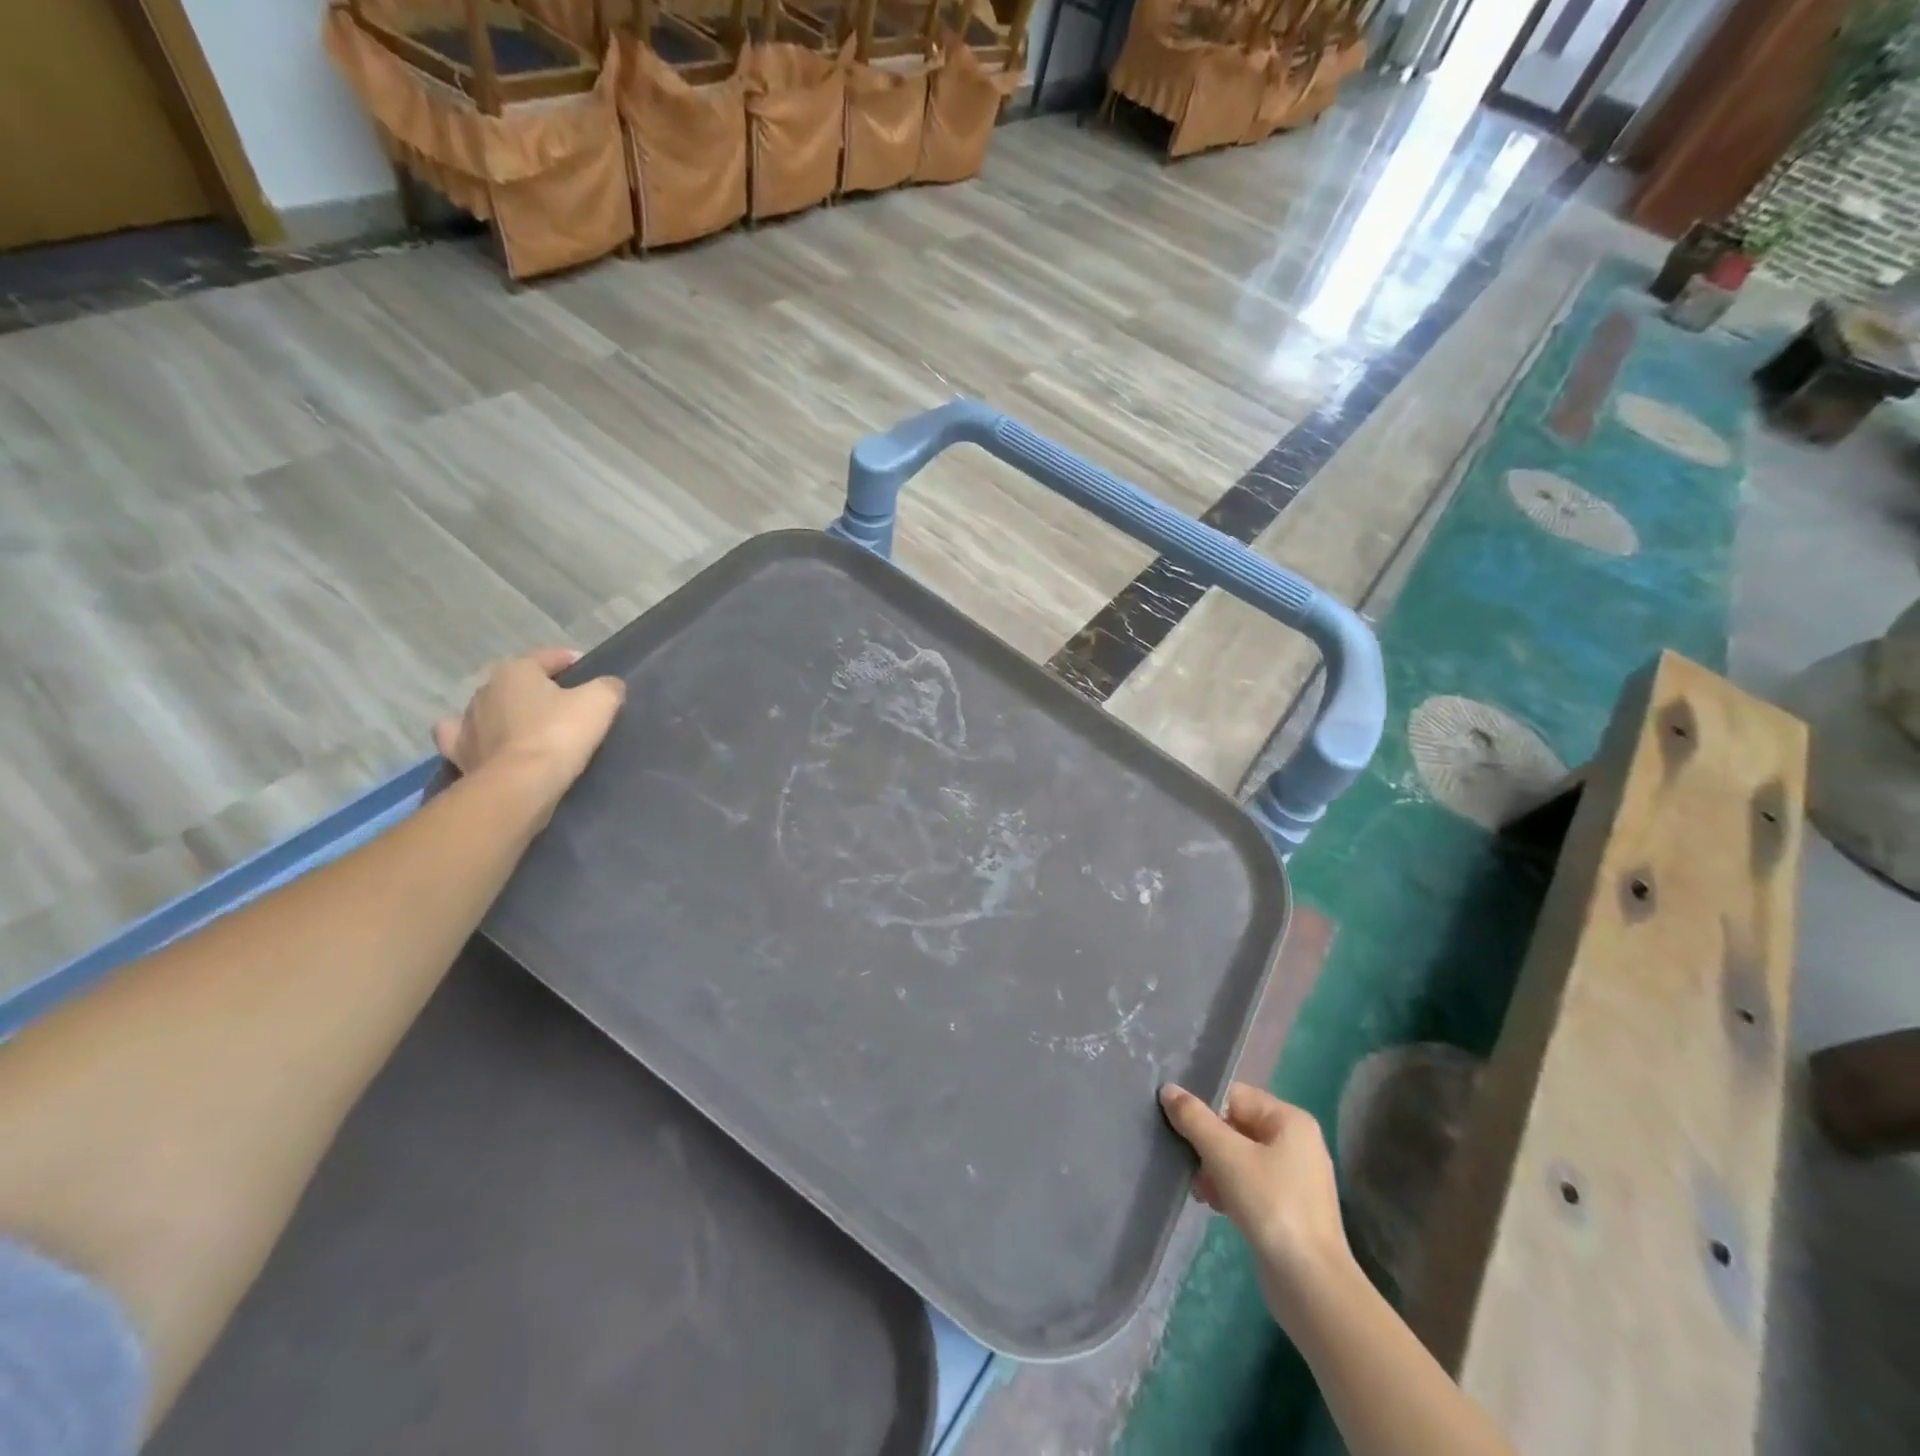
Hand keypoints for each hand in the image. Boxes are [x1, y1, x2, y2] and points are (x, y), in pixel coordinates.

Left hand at [432, 648, 624, 812]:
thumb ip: (607, 687)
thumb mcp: (600, 703)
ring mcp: (467, 722)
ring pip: (493, 709)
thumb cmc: (559, 734)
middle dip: (539, 689)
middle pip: (519, 683)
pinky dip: (480, 738)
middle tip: (567, 704)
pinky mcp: (460, 753)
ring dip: (511, 713)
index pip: (548, 657)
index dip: (570, 660)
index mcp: (516, 670)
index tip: (588, 669)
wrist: (519, 785)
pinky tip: (491, 743)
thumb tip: (608, 686)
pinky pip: (467, 738)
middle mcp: (485, 690)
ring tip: (534, 727)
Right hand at [1160, 1082, 1354, 1325]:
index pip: (1234, 1096)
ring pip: (1240, 1156)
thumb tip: (1168, 1089)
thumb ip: (1194, 1118)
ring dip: (1214, 1169)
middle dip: (1207, 1144)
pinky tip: (1214, 1205)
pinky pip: (1250, 1183)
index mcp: (1290, 1119)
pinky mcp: (1289, 1207)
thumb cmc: (1270, 1205)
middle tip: (1187, 1163)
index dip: (1203, 1108)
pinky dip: (1230, 1189)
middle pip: (1236, 1126)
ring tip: (1200, 1190)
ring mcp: (1295, 1177)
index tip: (1177, 1125)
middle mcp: (1297, 1141)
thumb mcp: (1225, 1155)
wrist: (1311, 1285)